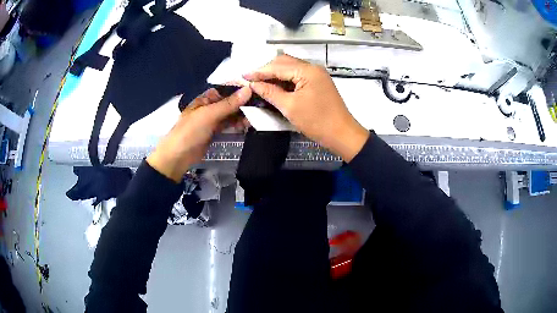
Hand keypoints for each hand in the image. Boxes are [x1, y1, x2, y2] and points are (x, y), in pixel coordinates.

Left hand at [147, 87, 251, 181]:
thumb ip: (229, 103)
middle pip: (230, 101)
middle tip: (260, 106)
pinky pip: (229, 124)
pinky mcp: (215, 130)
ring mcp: (213, 118)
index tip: (257, 90)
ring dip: (242, 114)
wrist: (179, 156)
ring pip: (231, 113)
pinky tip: (246, 125)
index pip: (226, 89)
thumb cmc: (191, 131)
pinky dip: (237, 123)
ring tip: (255, 117)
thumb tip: (248, 89)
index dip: (240, 88)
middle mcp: (210, 105)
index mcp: (205, 97)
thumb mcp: (209, 114)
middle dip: (243, 103)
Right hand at [244, 55, 368, 161]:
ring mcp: (316, 74)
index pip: (278, 66)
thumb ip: (270, 92)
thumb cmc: (317, 122)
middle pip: (284, 62)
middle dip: (266, 70)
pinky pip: (297, 76)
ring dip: (275, 75)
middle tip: (251, 80)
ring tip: (259, 83)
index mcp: (307, 70)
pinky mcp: (318, 82)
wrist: (342, 134)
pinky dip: (285, 80)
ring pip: (290, 68)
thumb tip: (253, 84)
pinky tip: (275, 86)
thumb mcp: (290, 107)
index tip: (243, 76)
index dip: (259, 71)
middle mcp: (313, 67)